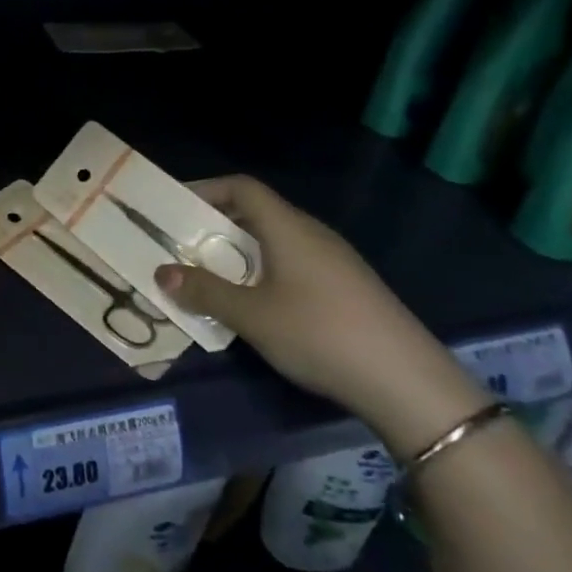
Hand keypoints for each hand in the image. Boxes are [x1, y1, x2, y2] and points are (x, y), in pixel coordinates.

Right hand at [156, 175, 488, 457]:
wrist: (410, 384)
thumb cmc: (320, 334)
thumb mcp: (252, 316)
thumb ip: (205, 292)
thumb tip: (161, 273)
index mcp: (288, 228)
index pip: (242, 187)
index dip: (206, 189)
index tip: (175, 206)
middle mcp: (312, 234)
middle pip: (257, 212)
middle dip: (216, 224)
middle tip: (183, 244)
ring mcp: (335, 261)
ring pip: (276, 241)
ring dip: (240, 252)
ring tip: (211, 276)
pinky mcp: (349, 288)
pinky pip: (294, 263)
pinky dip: (264, 271)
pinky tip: (256, 304)